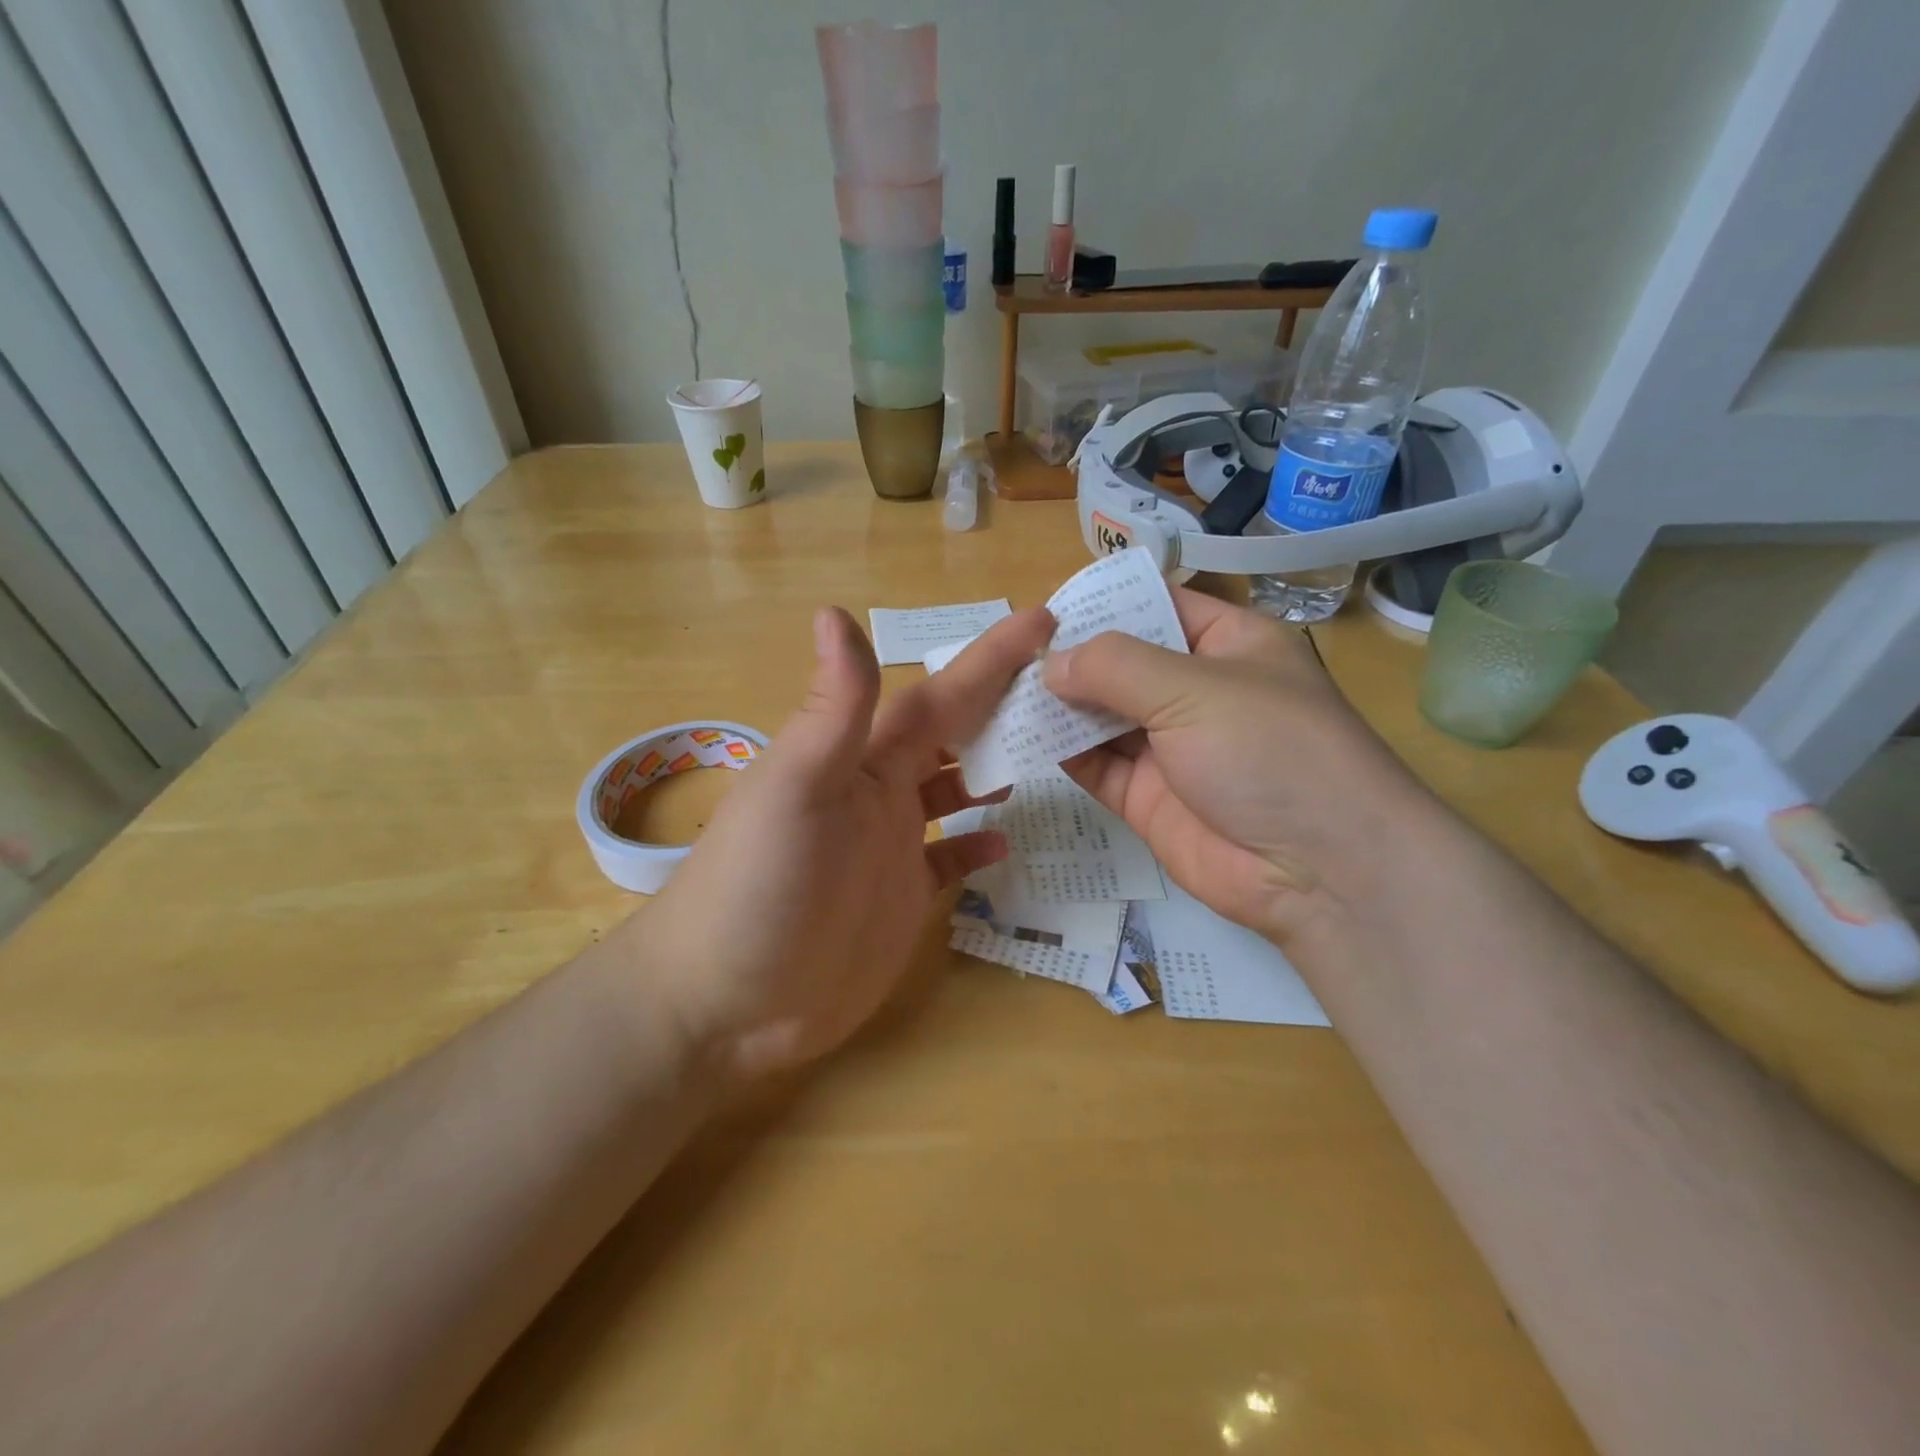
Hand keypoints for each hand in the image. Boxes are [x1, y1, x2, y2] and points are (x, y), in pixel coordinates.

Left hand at [639, 605, 1053, 1078]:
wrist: (725, 1001)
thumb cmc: (758, 887)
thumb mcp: (795, 790)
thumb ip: (832, 710)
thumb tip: (835, 611)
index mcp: (860, 759)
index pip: (938, 697)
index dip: (989, 659)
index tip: (1043, 621)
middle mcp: (879, 793)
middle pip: (951, 735)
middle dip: (1001, 704)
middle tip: (1064, 687)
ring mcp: (890, 846)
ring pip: (953, 790)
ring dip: (993, 768)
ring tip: (1047, 755)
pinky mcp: (899, 898)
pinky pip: (948, 859)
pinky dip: (976, 845)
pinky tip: (1005, 842)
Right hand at [1042, 588, 1433, 944]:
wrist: (1318, 872)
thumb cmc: (1269, 751)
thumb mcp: (1194, 688)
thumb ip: (1115, 666)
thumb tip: (1050, 662)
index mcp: (1226, 645)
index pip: (1157, 605)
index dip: (1104, 603)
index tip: (1042, 607)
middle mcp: (1195, 690)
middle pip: (1120, 663)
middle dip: (1069, 658)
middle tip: (1005, 653)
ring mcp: (1169, 746)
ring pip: (1100, 715)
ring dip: (1056, 704)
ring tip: (1000, 690)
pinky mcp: (1146, 796)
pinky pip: (1094, 764)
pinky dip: (1059, 751)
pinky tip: (1018, 735)